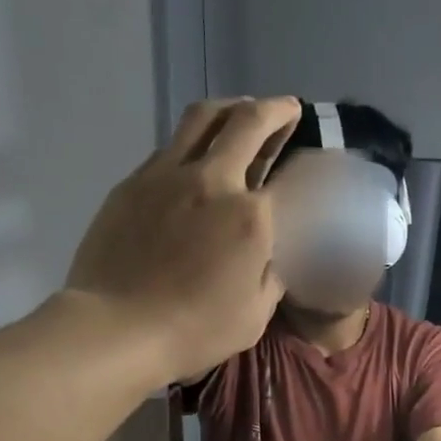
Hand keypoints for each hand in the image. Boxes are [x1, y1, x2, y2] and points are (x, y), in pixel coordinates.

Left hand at [63, 97, 300, 383]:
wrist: (116, 328)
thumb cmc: (194, 332)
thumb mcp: (254, 316)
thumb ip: (273, 275)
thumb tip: (279, 252)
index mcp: (252, 219)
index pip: (297, 176)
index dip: (317, 164)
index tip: (323, 161)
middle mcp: (213, 181)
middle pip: (248, 121)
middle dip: (275, 110)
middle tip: (287, 110)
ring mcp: (168, 175)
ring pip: (203, 117)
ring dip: (231, 108)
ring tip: (241, 113)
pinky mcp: (134, 182)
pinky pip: (170, 145)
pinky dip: (194, 140)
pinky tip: (196, 157)